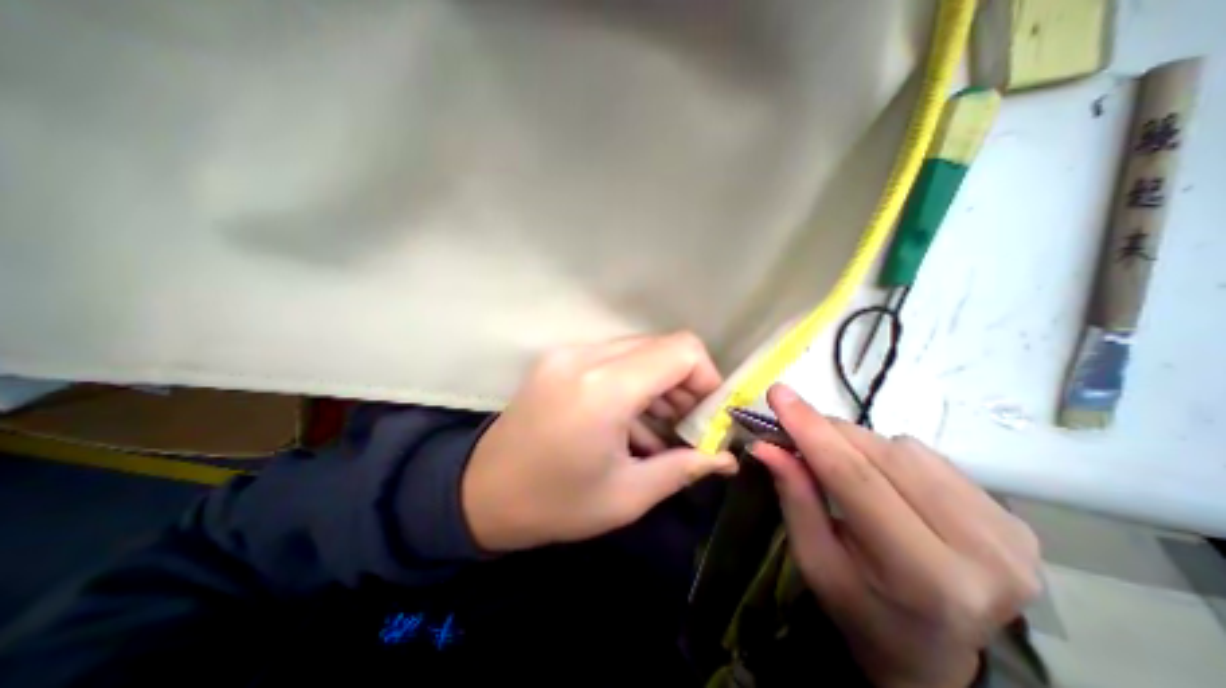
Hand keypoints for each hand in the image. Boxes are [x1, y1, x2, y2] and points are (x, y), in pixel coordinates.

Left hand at [462, 332, 734, 554]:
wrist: (480, 493)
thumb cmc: (555, 503)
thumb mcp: (627, 495)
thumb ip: (683, 468)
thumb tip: (725, 458)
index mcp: (604, 389)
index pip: (681, 350)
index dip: (706, 377)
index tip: (706, 415)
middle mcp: (586, 356)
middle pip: (662, 346)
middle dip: (684, 382)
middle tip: (685, 425)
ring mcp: (569, 353)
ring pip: (639, 349)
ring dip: (658, 382)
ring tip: (658, 426)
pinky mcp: (560, 358)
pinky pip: (613, 357)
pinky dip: (633, 381)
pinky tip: (629, 418)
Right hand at [757, 388, 1042, 687]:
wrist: (936, 656)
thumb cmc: (862, 610)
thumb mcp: (815, 561)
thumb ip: (795, 496)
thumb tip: (766, 445)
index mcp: (924, 576)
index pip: (855, 479)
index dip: (811, 429)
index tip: (778, 393)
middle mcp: (981, 551)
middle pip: (881, 455)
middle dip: (828, 432)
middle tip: (794, 429)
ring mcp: (1008, 533)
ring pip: (904, 448)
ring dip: (858, 444)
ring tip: (841, 466)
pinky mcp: (1013, 519)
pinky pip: (928, 457)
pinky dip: (889, 455)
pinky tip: (881, 478)